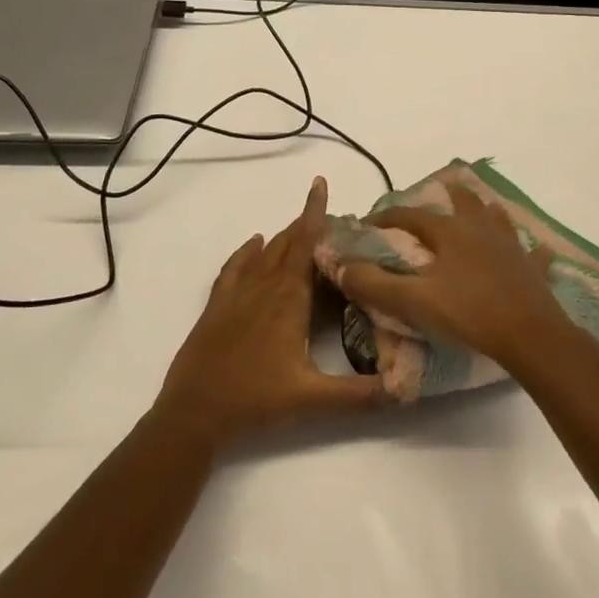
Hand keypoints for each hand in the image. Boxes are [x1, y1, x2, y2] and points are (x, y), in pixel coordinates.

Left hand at [154, 177, 386, 448]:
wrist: (193, 414)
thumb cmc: (255, 401)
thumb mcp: (313, 401)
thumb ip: (360, 395)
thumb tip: (405, 390)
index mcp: (288, 299)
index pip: (306, 244)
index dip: (314, 212)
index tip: (320, 183)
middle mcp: (264, 286)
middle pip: (288, 243)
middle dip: (308, 225)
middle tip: (332, 218)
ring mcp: (237, 294)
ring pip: (264, 253)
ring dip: (284, 237)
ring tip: (302, 228)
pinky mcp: (217, 306)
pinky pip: (235, 267)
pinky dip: (247, 251)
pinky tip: (255, 244)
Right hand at [335, 183, 567, 368]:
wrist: (529, 335)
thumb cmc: (468, 313)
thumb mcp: (414, 302)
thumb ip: (375, 285)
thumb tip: (342, 268)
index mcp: (449, 232)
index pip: (409, 216)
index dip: (385, 218)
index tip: (368, 226)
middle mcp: (480, 228)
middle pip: (462, 201)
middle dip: (445, 196)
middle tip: (434, 197)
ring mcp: (510, 245)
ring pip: (496, 217)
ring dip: (484, 212)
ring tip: (477, 212)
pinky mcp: (532, 267)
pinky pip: (532, 252)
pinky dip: (529, 249)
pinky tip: (533, 250)